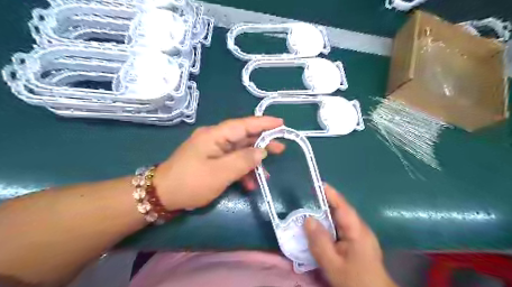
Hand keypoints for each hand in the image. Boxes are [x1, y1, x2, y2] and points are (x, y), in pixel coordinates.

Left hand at [154, 116, 286, 210]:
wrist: (162, 196)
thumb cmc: (191, 183)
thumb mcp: (220, 173)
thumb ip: (243, 160)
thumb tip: (261, 152)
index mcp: (215, 135)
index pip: (243, 125)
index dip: (263, 123)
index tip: (281, 123)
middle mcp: (215, 138)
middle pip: (244, 137)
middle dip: (262, 143)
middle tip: (281, 148)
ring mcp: (213, 150)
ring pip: (239, 151)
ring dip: (253, 162)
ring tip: (267, 174)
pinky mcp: (211, 160)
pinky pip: (231, 161)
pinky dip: (241, 171)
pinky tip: (249, 184)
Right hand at [303, 184, 394, 286]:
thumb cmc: (355, 280)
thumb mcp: (333, 264)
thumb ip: (319, 242)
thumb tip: (308, 219)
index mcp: (357, 231)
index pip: (342, 206)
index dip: (330, 193)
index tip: (317, 183)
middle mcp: (360, 229)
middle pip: (341, 211)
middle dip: (325, 202)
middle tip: (306, 197)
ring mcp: (360, 236)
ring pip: (341, 219)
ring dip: (326, 214)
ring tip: (309, 209)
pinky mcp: (358, 242)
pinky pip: (341, 228)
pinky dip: (329, 224)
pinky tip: (320, 228)